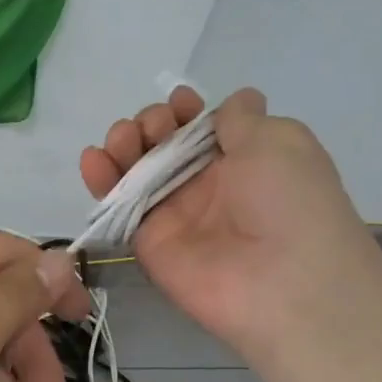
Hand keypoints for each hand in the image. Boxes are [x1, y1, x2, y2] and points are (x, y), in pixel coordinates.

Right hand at [79, 87, 381, 355]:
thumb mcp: (279, 140)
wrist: (284, 281)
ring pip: (136, 171)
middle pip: (163, 145)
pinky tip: (92, 159)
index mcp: (243, 158)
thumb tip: (238, 101)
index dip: (185, 110)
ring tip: (122, 138)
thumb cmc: (289, 200)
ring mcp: (174, 213)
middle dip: (151, 124)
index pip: (201, 127)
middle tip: (153, 127)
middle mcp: (206, 184)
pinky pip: (119, 206)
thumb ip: (243, 119)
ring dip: (124, 145)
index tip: (179, 102)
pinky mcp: (147, 241)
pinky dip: (100, 180)